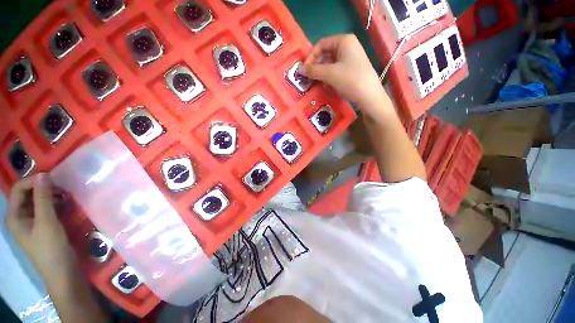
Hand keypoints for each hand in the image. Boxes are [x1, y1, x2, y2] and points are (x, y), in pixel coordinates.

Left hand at [5, 173, 76, 282]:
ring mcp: (31, 223)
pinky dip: (54, 204)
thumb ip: (43, 198)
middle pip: (27, 195)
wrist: (62, 272)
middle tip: (62, 187)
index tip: (53, 179)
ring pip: (37, 202)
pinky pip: (45, 209)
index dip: (33, 181)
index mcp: (15, 216)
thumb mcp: (47, 222)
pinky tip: (65, 205)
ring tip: (66, 196)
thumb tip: (44, 175)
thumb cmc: (50, 248)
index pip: (18, 189)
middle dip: (43, 188)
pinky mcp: (42, 227)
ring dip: (50, 196)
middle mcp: (20, 217)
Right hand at [302, 34, 391, 116]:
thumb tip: (299, 69)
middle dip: (316, 66)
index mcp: (343, 41)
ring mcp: (350, 58)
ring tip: (318, 83)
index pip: (321, 44)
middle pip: (325, 54)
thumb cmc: (350, 80)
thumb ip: (313, 71)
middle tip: (309, 78)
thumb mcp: (329, 74)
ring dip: (322, 73)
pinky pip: (336, 70)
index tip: (305, 70)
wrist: (369, 95)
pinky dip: (329, 77)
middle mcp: (347, 46)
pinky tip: (328, 85)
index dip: (311, 56)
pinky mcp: (351, 69)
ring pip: (330, 63)